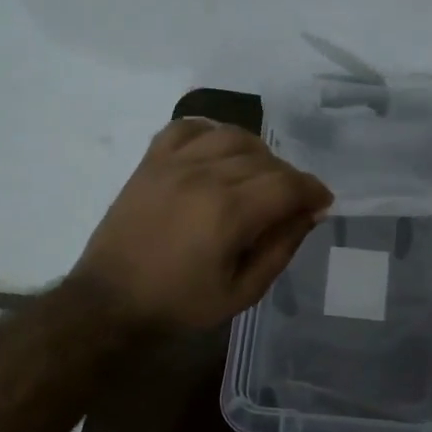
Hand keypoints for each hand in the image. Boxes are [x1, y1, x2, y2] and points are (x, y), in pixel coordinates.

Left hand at [70, 119, 332, 330]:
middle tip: (289, 202)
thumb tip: (309, 213)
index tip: (322, 202)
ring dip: (256, 153)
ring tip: (257, 176)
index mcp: (229, 212)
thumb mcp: (242, 292)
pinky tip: (218, 153)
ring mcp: (173, 163)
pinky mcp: (150, 162)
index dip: (313, 190)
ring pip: (232, 136)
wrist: (110, 301)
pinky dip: (211, 133)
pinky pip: (187, 127)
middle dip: (288, 178)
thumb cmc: (179, 304)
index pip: (287, 184)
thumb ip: (280, 248)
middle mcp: (204, 176)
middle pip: (265, 159)